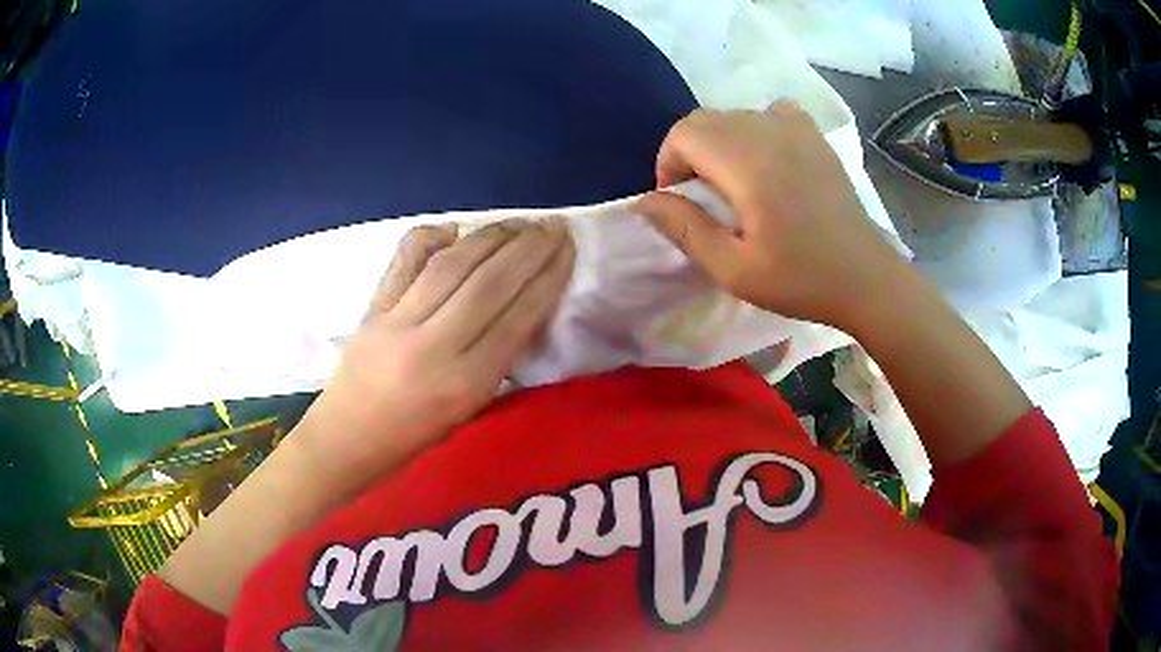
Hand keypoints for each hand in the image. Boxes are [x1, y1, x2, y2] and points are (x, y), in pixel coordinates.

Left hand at [296, 218, 574, 482]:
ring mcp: (397, 321)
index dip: (547, 278)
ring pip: (452, 265)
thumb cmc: (412, 439)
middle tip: (553, 226)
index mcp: (464, 384)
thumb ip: (496, 361)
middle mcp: (433, 347)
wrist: (345, 439)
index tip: (567, 250)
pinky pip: (404, 260)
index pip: (516, 318)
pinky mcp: (372, 307)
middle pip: (489, 284)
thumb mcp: (468, 411)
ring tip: (519, 223)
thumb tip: (522, 307)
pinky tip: (454, 228)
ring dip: (491, 237)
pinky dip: (430, 236)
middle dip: (528, 248)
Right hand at [634, 104, 908, 329]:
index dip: (668, 163)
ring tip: (733, 183)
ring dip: (720, 142)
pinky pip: (773, 112)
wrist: (865, 278)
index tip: (679, 201)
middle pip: (706, 119)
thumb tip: (643, 200)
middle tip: (702, 197)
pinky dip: (757, 128)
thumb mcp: (734, 269)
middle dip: (689, 152)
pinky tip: (767, 158)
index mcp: (749, 165)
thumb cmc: (801, 280)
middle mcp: (770, 133)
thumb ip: (685, 229)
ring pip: (736, 115)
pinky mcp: (816, 138)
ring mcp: (798, 131)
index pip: (685, 133)